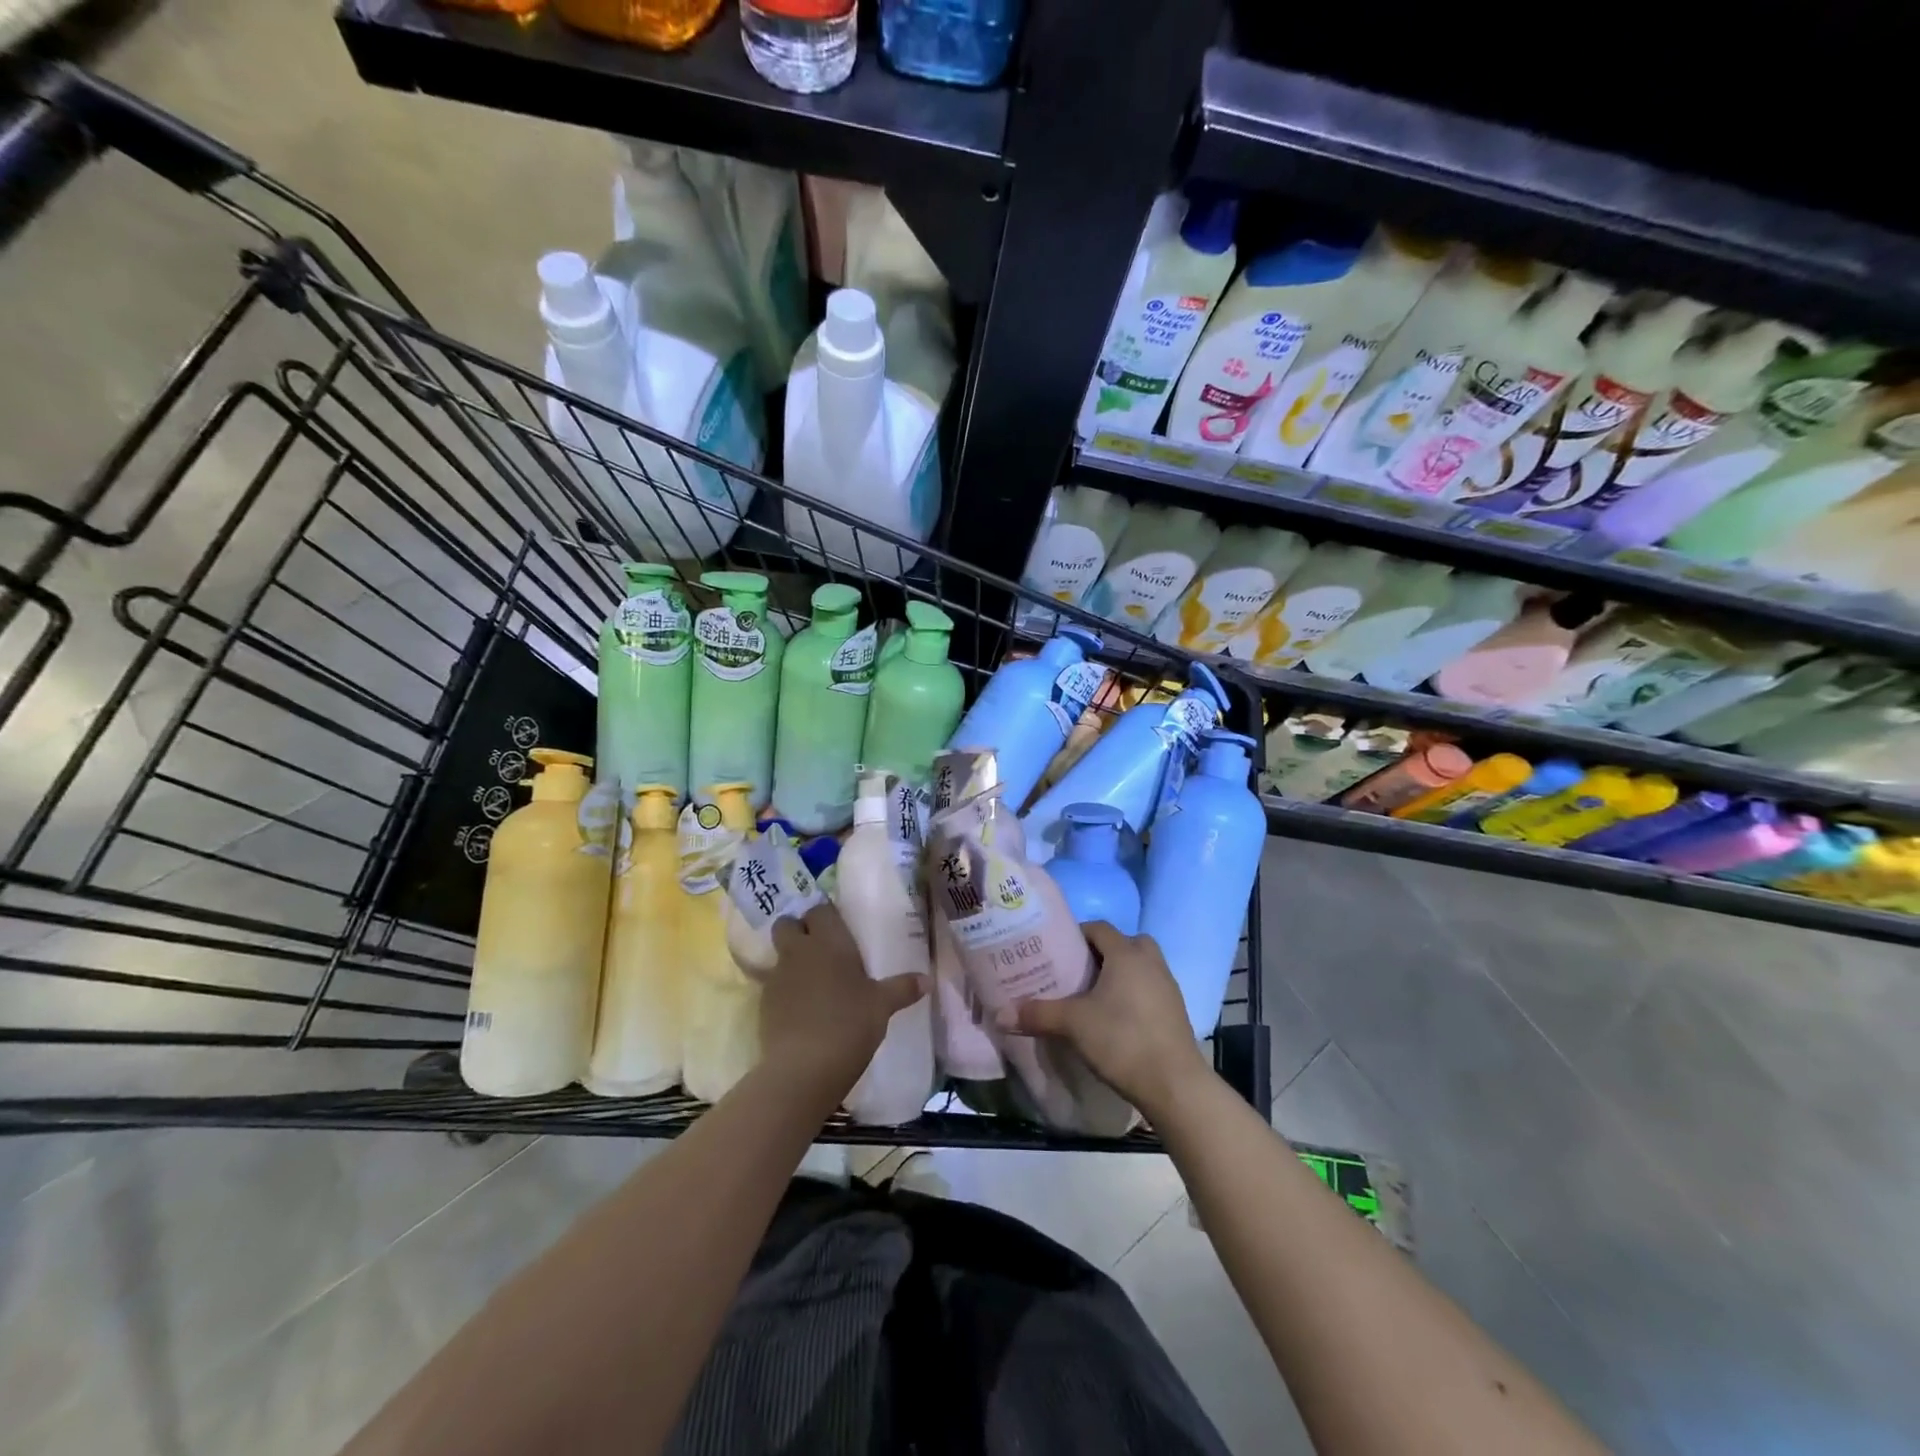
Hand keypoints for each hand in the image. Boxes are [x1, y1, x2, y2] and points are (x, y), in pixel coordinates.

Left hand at [759, 903, 927, 1103]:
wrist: (803, 1068)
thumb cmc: (849, 1024)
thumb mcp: (882, 1006)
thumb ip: (903, 988)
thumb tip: (927, 980)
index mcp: (829, 941)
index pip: (820, 909)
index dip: (826, 916)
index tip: (839, 929)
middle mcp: (799, 951)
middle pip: (787, 924)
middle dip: (798, 930)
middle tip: (820, 949)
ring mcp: (777, 976)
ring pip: (778, 954)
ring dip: (791, 960)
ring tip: (812, 981)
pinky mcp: (763, 1004)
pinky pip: (773, 985)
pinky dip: (785, 990)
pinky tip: (801, 1009)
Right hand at [999, 922, 1212, 1118]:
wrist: (1174, 1084)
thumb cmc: (1122, 1040)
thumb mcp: (1073, 1025)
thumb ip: (1037, 1014)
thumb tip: (999, 1014)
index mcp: (1126, 953)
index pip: (1098, 928)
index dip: (1076, 935)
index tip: (1055, 951)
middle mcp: (1150, 962)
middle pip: (1124, 943)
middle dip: (1102, 953)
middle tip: (1077, 972)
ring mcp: (1168, 986)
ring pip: (1140, 966)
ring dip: (1119, 974)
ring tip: (1092, 996)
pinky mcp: (1175, 1011)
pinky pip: (1149, 989)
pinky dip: (1133, 995)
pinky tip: (1115, 1019)